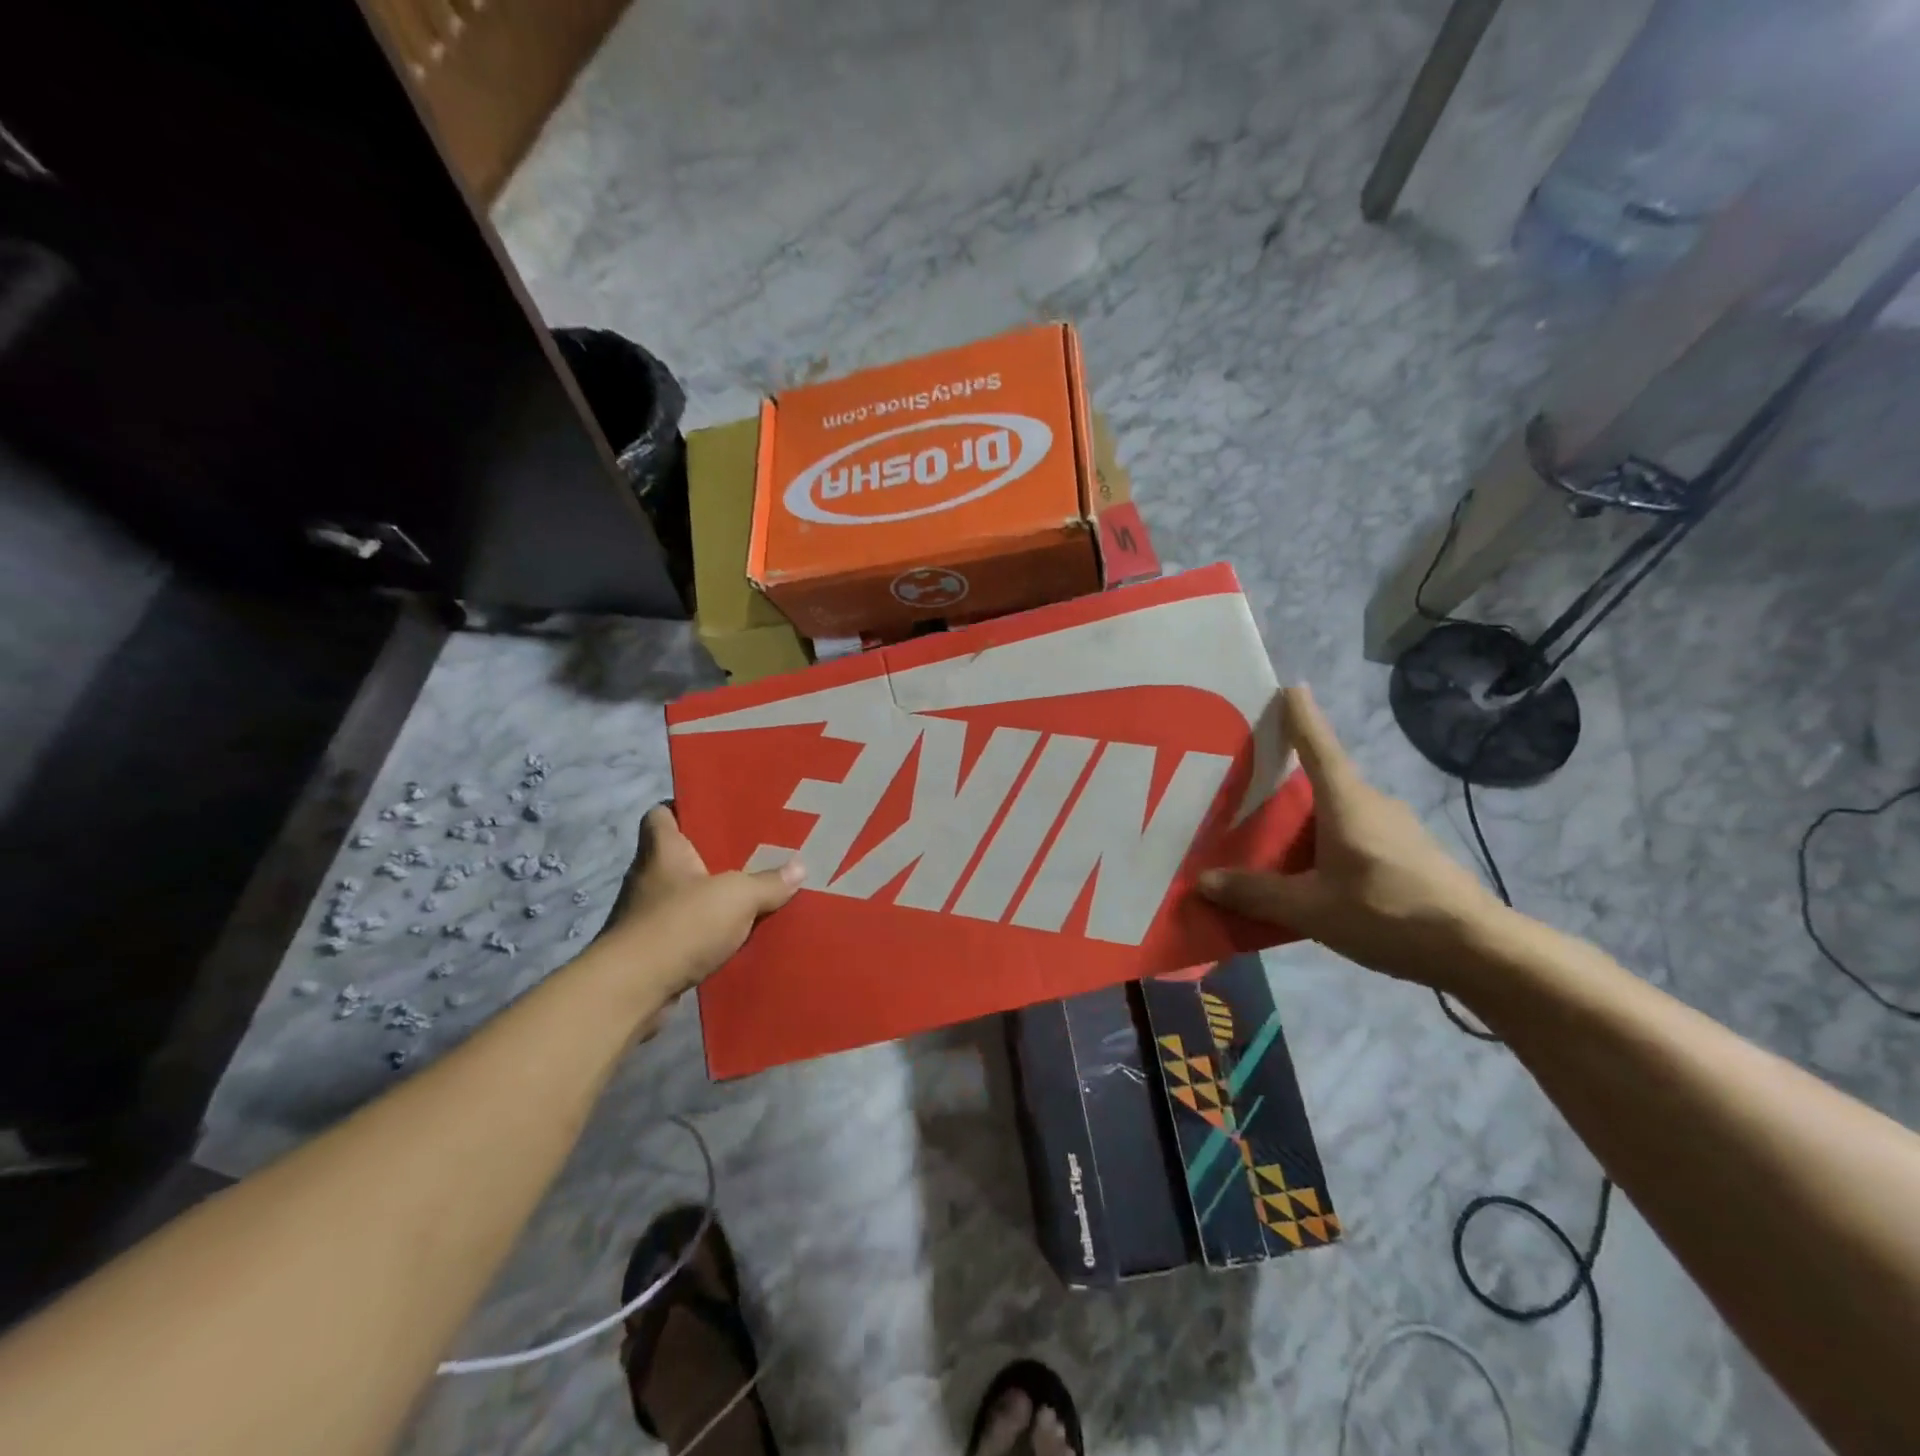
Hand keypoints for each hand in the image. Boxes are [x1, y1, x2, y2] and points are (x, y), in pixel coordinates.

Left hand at [600, 805, 804, 996]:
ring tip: (753, 896)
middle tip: (755, 853)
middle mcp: (649, 877)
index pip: (662, 814)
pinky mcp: (652, 951)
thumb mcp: (737, 897)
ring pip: (686, 896)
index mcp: (663, 850)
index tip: (718, 812)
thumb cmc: (680, 925)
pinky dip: (708, 934)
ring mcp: (647, 916)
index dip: (686, 809)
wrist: (632, 991)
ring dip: (712, 898)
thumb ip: (768, 882)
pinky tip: (738, 938)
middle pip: (681, 855)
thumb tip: (799, 867)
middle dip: (714, 856)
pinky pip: (687, 931)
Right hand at [1198, 685, 1506, 987]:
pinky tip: (1310, 872)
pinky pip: (1354, 834)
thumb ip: (1256, 893)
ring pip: (1337, 811)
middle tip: (1245, 782)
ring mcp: (1395, 828)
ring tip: (1267, 835)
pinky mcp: (1408, 854)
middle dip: (1285, 778)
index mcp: (1346, 801)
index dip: (1299, 715)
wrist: (1480, 951)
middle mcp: (1371, 803)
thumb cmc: (1388, 913)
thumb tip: (1203, 880)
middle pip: (1322, 778)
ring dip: (1305, 817)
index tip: (1286, 687)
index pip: (1317, 744)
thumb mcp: (1311, 909)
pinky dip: (1326, 841)